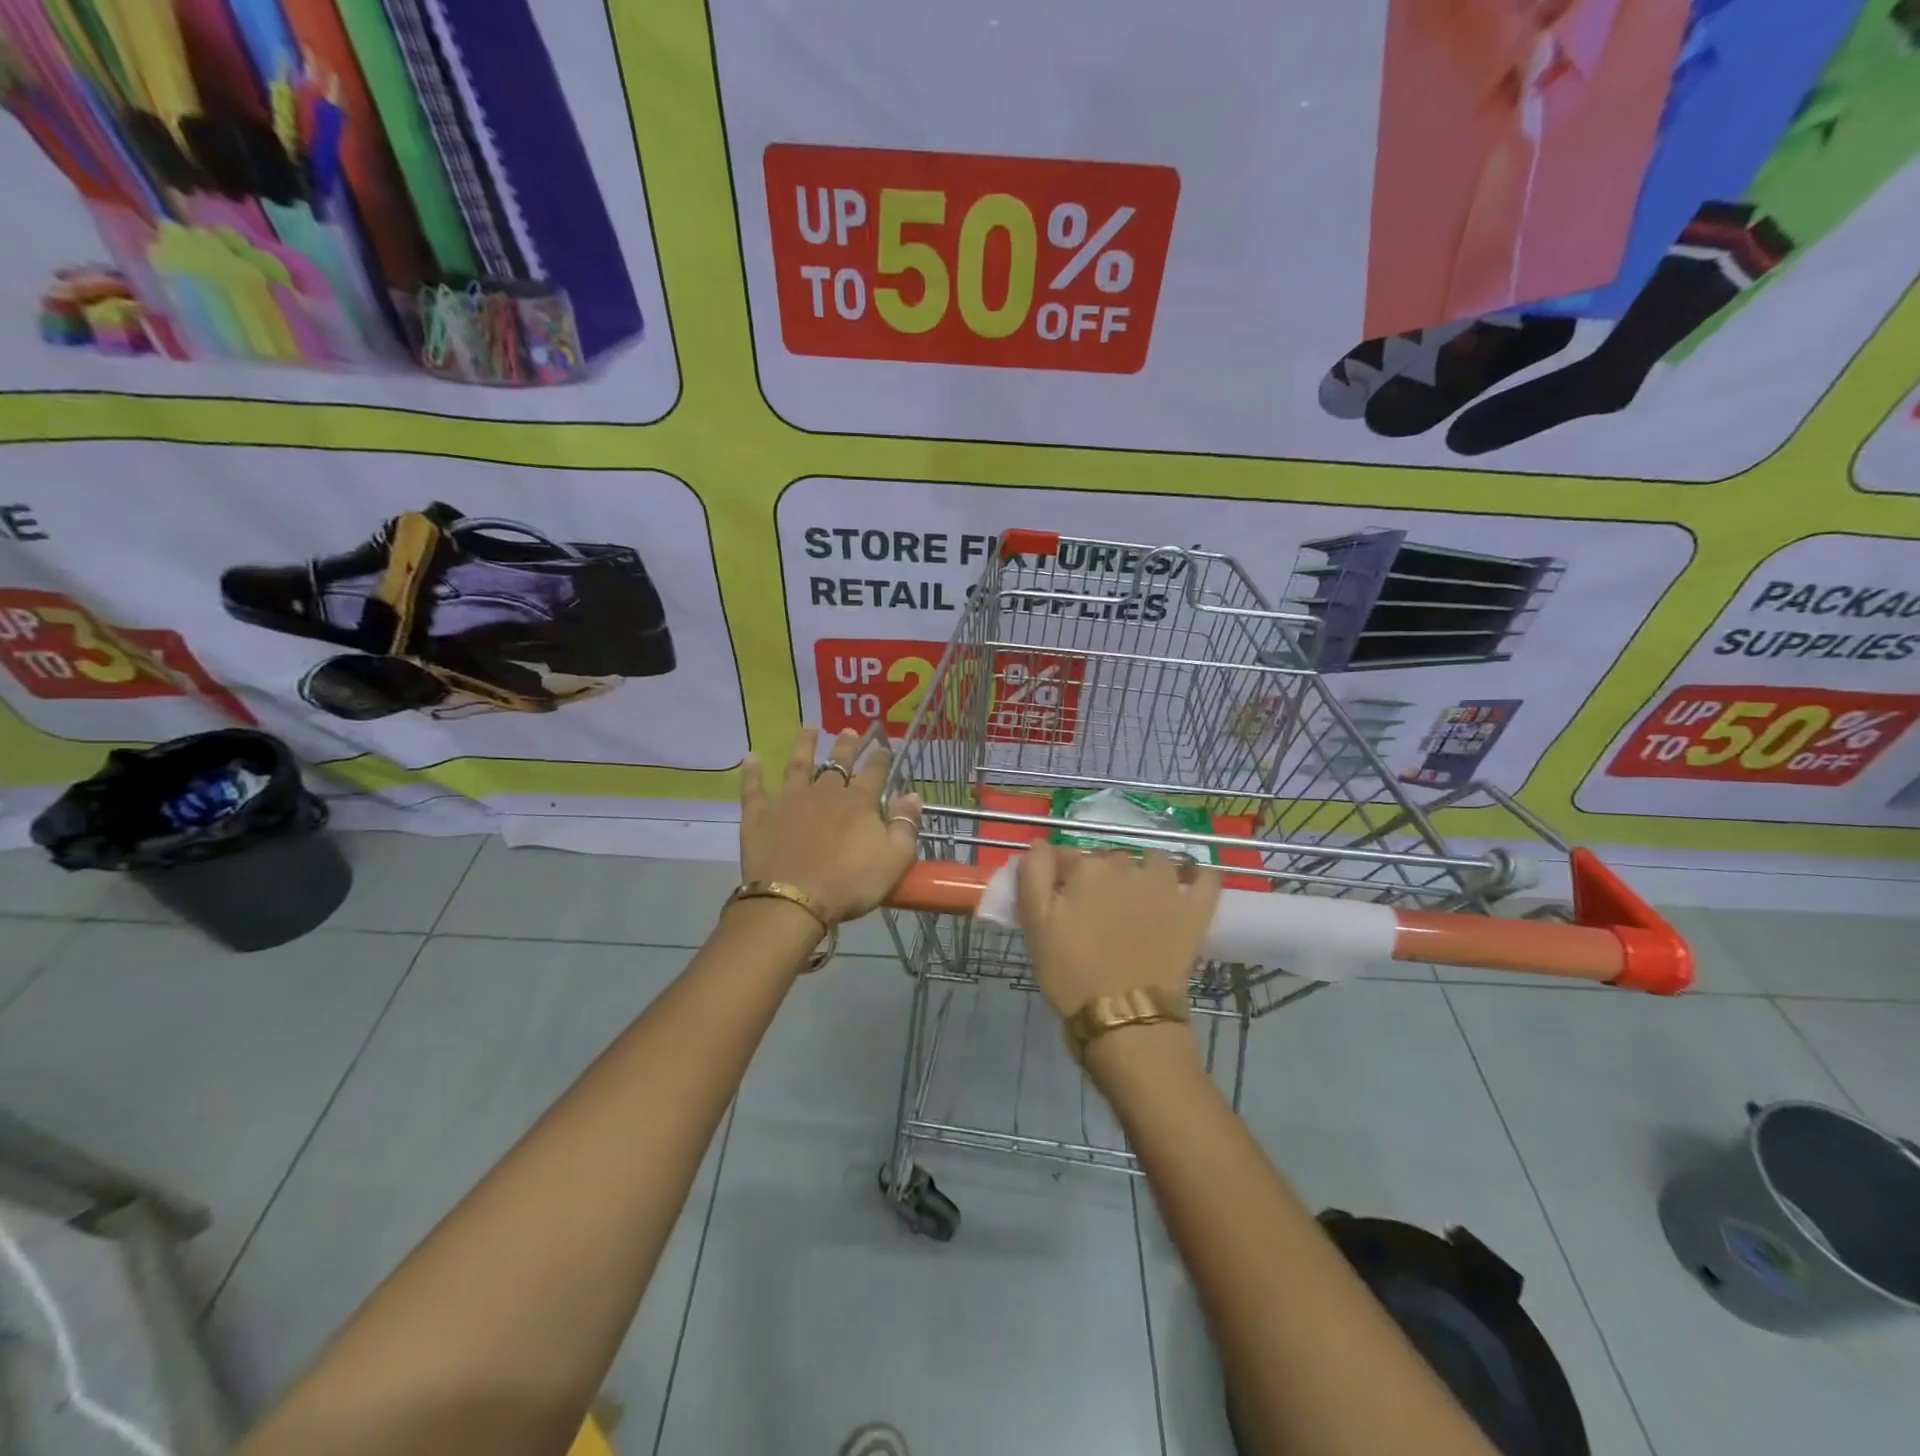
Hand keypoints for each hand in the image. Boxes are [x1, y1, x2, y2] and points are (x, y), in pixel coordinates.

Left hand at [739, 726, 921, 925]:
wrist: (793, 901)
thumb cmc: (849, 883)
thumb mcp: (893, 859)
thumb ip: (905, 825)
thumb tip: (913, 794)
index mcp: (858, 802)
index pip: (874, 772)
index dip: (881, 759)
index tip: (885, 747)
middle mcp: (824, 792)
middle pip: (837, 762)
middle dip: (847, 745)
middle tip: (851, 730)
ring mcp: (789, 800)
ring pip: (798, 764)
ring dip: (804, 745)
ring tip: (809, 727)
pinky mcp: (760, 815)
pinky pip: (754, 788)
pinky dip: (752, 772)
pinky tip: (751, 757)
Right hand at [1017, 842, 1220, 1019]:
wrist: (1124, 1016)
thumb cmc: (1071, 973)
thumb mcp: (1035, 925)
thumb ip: (1034, 876)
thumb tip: (1040, 843)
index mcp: (1086, 868)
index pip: (1068, 856)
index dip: (1060, 874)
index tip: (1058, 898)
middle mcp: (1127, 866)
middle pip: (1110, 860)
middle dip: (1102, 876)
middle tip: (1095, 911)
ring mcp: (1166, 885)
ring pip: (1154, 861)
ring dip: (1146, 871)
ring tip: (1138, 900)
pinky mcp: (1195, 909)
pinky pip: (1206, 878)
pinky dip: (1199, 876)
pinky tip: (1190, 885)